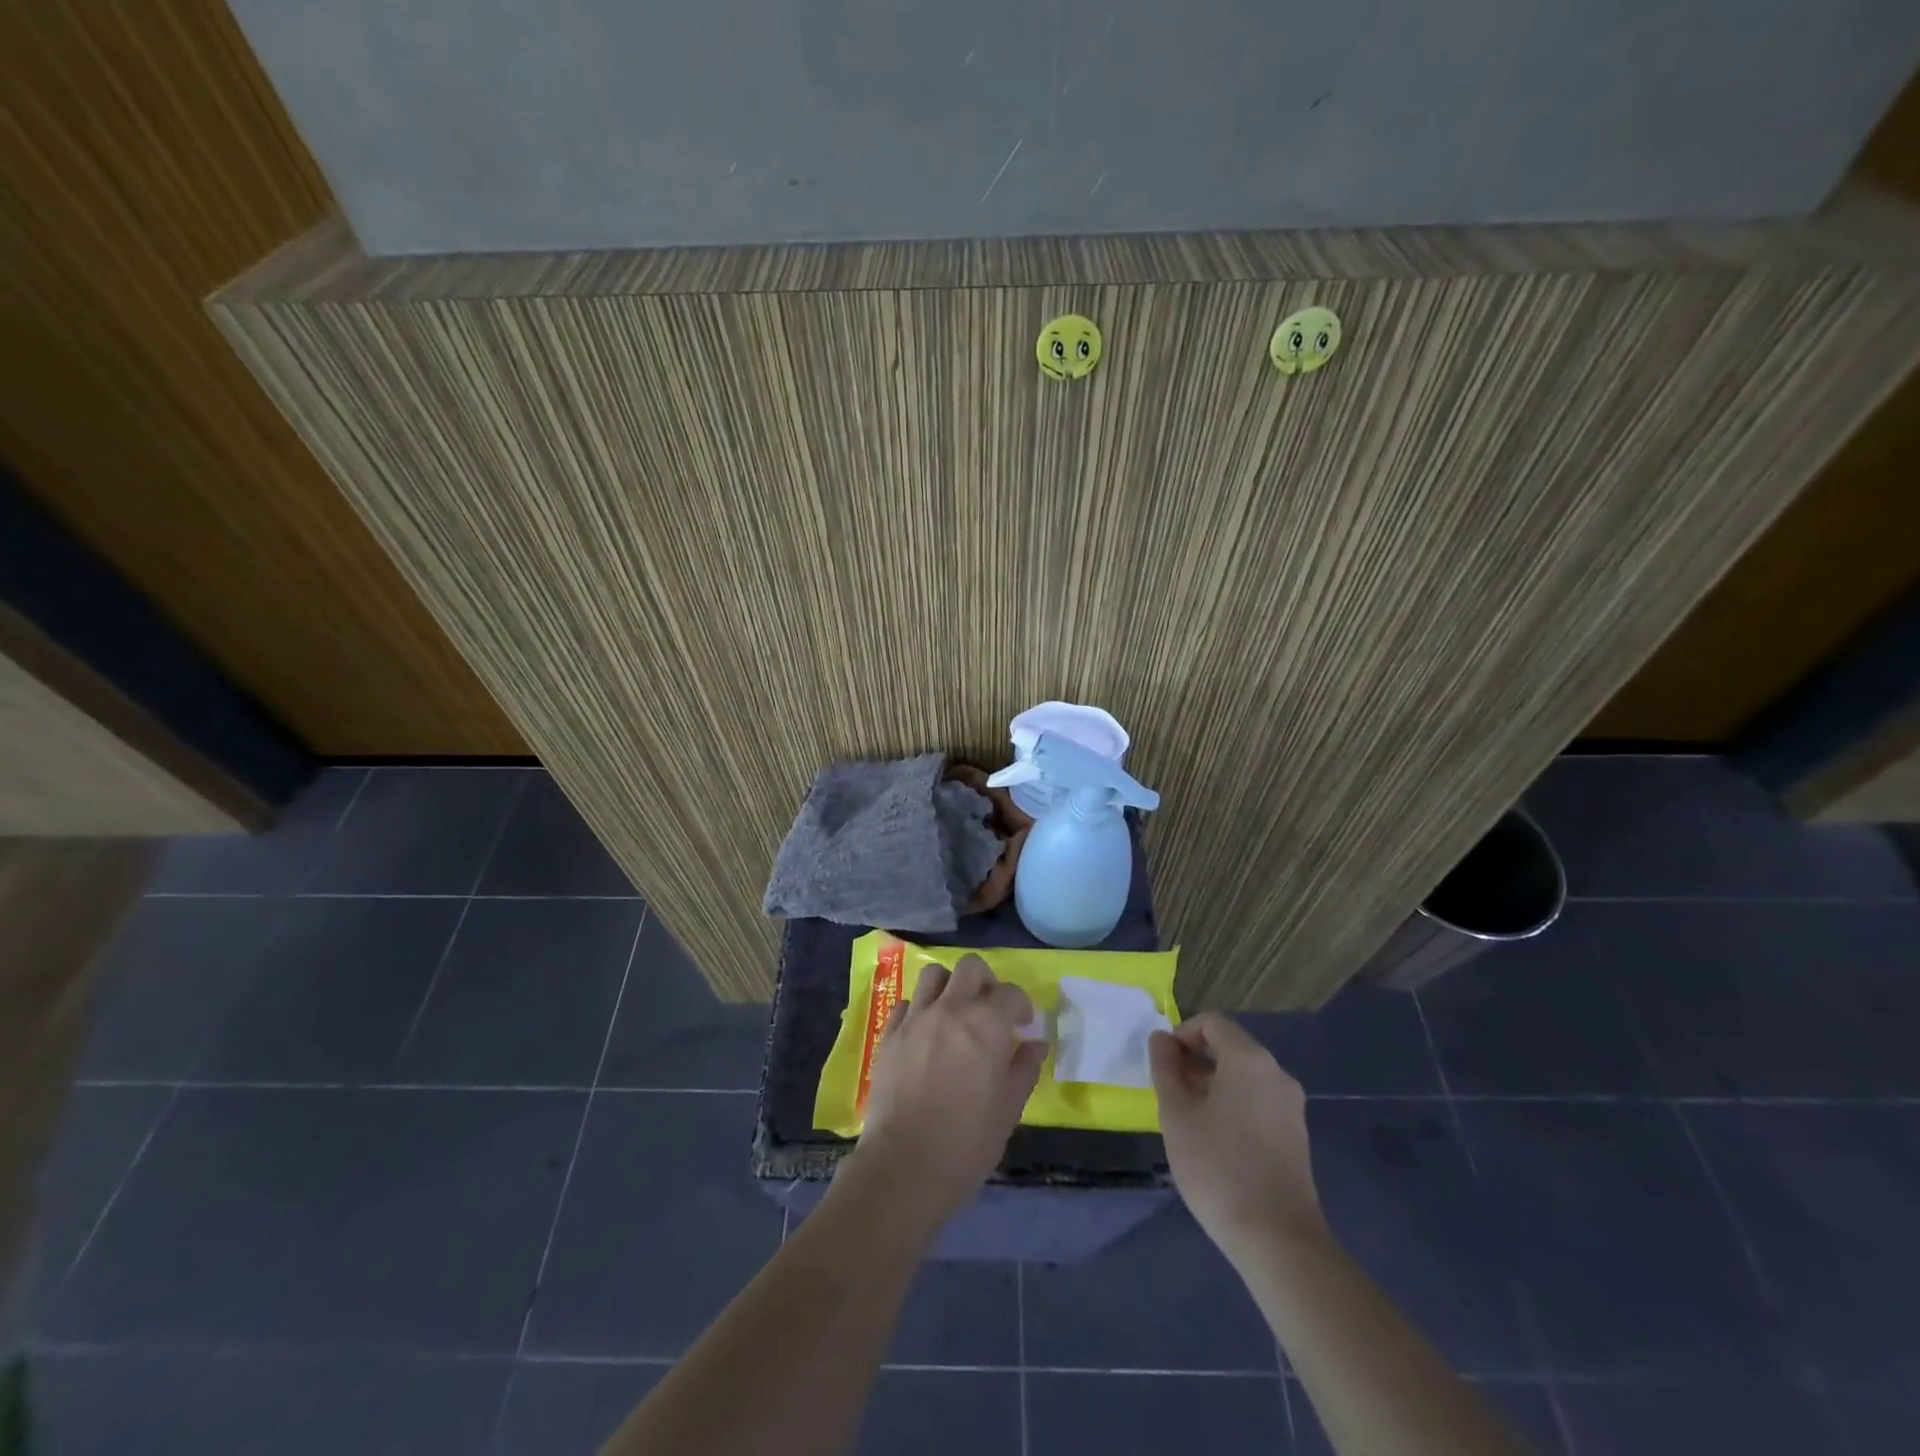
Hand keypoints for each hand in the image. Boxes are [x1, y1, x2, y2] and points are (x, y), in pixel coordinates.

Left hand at [848, 954, 1046, 1227]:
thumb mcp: (1008, 1109)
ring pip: (934, 975)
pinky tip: (925, 1034)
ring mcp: (916, 1018)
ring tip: (955, 1014)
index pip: (1010, 993)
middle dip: (986, 982)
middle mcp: (950, 1009)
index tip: (1022, 1025)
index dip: (1021, 1005)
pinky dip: (920, 1010)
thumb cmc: (967, 1142)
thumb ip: (1024, 1069)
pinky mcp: (889, 1034)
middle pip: (970, 967)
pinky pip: (907, 1004)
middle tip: (990, 1011)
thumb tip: (1035, 1045)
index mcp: (986, 1024)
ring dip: (950, 987)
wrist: (904, 1166)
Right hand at [1150, 1013, 1325, 1263]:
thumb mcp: (1177, 1113)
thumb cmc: (1217, 1167)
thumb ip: (1165, 1068)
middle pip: (1230, 1047)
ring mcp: (1290, 1104)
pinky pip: (1258, 1100)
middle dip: (1196, 1060)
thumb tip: (1161, 1038)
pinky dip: (1233, 1103)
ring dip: (1213, 1083)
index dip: (1182, 1034)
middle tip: (1170, 1093)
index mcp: (1249, 1059)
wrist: (1277, 1238)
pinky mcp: (1296, 1133)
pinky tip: (1216, 1139)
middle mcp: (1276, 1072)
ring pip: (1244, 1076)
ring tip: (1189, 1119)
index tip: (1163, 1065)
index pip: (1212, 1023)